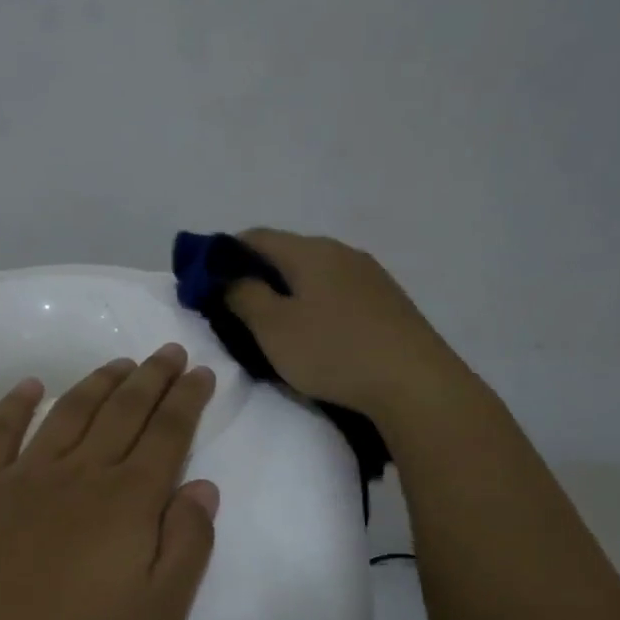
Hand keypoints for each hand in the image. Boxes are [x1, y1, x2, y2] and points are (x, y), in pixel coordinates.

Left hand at [0, 345, 219, 619]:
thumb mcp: (157, 613)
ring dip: (98, 382)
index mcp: (127, 500)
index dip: (188, 400)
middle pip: (124, 411)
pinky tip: (29, 385)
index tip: (201, 371)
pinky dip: (14, 403)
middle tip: (169, 351)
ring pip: (69, 412)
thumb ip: (188, 545)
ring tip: (119, 362)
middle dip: (152, 377)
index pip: (168, 434)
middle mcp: (80, 473)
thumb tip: (203, 487)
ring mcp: (23, 475)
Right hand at [225, 229, 455, 421]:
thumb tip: (229, 277)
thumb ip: (243, 296)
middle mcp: (341, 252)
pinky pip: (338, 292)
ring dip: (287, 291)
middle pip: (286, 253)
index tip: (205, 282)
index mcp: (309, 251)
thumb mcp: (273, 328)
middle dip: (256, 274)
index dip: (223, 254)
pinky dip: (315, 304)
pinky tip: (316, 334)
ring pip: (314, 273)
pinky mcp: (387, 302)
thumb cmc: (333, 351)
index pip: (255, 236)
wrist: (414, 383)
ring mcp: (370, 275)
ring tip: (274, 325)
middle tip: (235, 308)